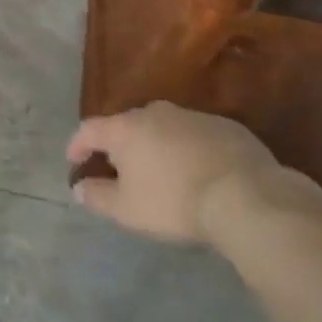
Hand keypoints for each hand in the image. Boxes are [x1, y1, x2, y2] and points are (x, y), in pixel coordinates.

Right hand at [65, 101, 281, 243]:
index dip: (78, 145)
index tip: (74, 162)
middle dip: (121, 145)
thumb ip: (97, 196)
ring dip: (158, 146)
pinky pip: (197, 136)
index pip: (89, 129)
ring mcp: (193, 116)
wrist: (248, 197)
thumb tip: (79, 187)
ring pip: (165, 128)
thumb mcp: (127, 210)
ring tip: (164, 171)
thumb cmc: (175, 201)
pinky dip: (190, 150)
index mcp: (125, 128)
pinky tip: (200, 173)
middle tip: (122, 169)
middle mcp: (155, 112)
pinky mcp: (227, 127)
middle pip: (128, 125)